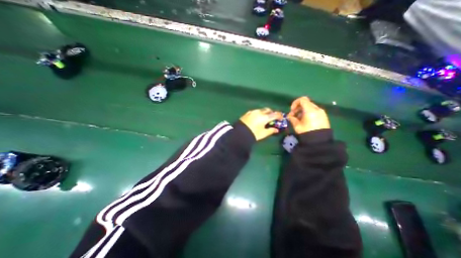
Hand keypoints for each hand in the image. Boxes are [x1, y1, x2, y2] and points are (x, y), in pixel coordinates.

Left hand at [242, 107, 284, 141]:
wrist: (239, 133)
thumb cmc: (253, 134)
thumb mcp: (263, 133)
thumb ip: (271, 130)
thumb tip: (276, 130)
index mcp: (265, 117)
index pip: (275, 114)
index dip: (279, 116)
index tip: (281, 118)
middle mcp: (259, 112)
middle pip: (268, 110)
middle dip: (272, 113)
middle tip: (273, 118)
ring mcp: (253, 111)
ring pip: (261, 110)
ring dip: (265, 113)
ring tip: (264, 118)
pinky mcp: (247, 113)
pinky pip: (255, 111)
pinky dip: (258, 113)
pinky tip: (257, 118)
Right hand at [287, 95, 328, 133]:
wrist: (319, 141)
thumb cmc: (306, 132)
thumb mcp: (296, 125)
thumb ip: (292, 118)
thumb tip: (289, 116)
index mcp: (310, 110)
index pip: (302, 100)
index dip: (295, 103)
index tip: (292, 110)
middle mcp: (317, 109)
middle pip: (306, 103)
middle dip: (298, 108)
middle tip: (293, 115)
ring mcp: (322, 112)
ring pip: (310, 107)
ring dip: (303, 111)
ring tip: (299, 119)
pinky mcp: (324, 116)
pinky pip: (315, 111)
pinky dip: (308, 113)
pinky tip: (305, 121)